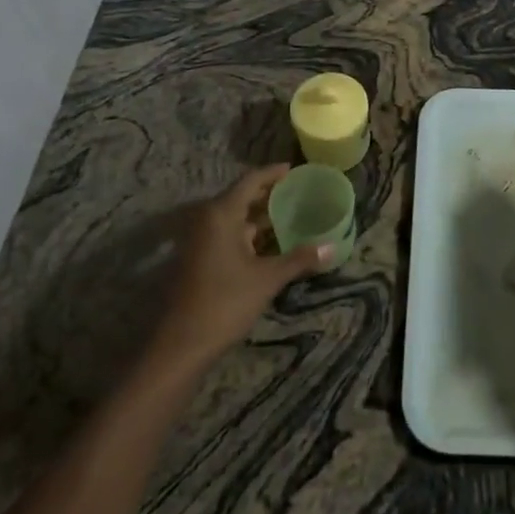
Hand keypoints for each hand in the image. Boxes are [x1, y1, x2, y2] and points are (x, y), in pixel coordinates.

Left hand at [149, 166, 331, 373]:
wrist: (182, 345)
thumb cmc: (225, 302)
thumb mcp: (267, 279)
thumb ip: (299, 259)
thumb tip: (332, 247)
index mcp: (222, 214)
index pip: (251, 181)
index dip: (273, 173)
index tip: (295, 168)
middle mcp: (208, 220)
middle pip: (242, 197)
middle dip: (270, 195)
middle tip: (299, 192)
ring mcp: (202, 240)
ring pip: (236, 219)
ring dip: (261, 217)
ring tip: (292, 215)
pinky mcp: (200, 259)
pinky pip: (229, 235)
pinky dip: (251, 235)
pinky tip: (273, 244)